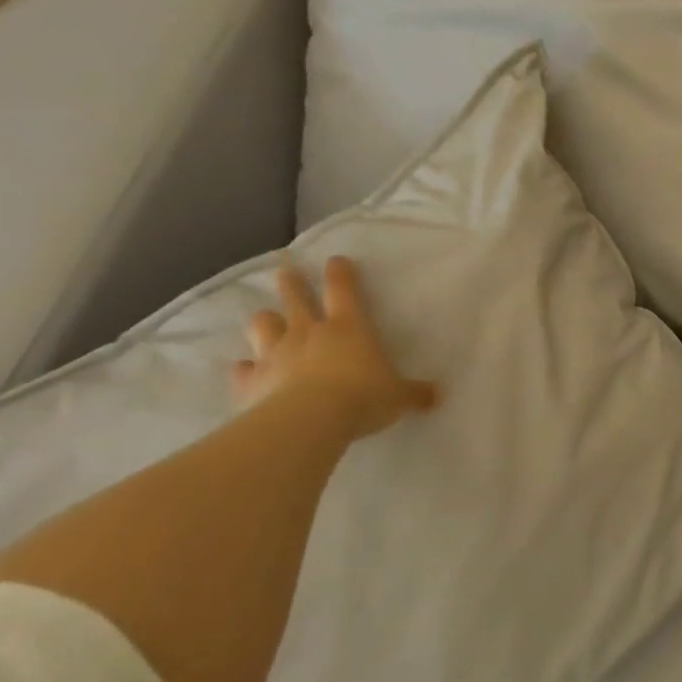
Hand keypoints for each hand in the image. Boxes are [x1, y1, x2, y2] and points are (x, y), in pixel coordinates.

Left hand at [234, 257, 439, 440]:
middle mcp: (309, 333)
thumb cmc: (363, 398)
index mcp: (349, 328)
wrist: (309, 421)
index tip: (336, 260)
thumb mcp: (399, 397)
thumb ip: (415, 393)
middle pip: (296, 298)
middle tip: (287, 272)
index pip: (343, 290)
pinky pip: (244, 369)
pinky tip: (246, 369)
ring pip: (263, 325)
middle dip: (292, 283)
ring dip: (266, 321)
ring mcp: (276, 354)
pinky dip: (246, 368)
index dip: (341, 273)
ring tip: (267, 319)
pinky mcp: (251, 381)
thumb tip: (437, 395)